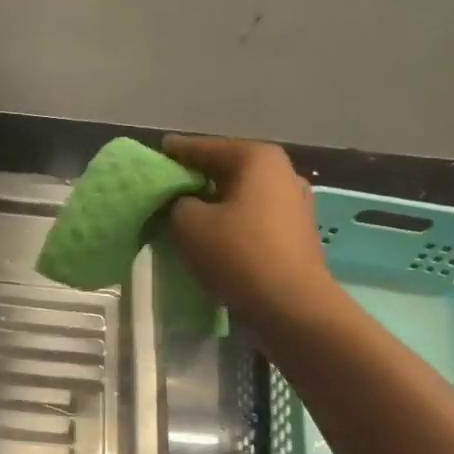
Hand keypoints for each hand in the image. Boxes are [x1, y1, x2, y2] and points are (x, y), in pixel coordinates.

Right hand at [164, 135, 333, 326]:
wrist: (291, 305)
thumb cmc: (238, 254)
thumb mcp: (188, 224)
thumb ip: (176, 203)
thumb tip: (184, 204)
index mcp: (257, 158)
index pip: (206, 148)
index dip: (177, 151)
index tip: (156, 152)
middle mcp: (282, 172)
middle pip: (227, 170)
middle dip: (197, 178)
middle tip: (167, 187)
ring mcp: (295, 203)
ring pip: (242, 196)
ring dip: (215, 204)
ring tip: (187, 215)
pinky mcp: (296, 234)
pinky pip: (254, 219)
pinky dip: (232, 222)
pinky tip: (215, 236)